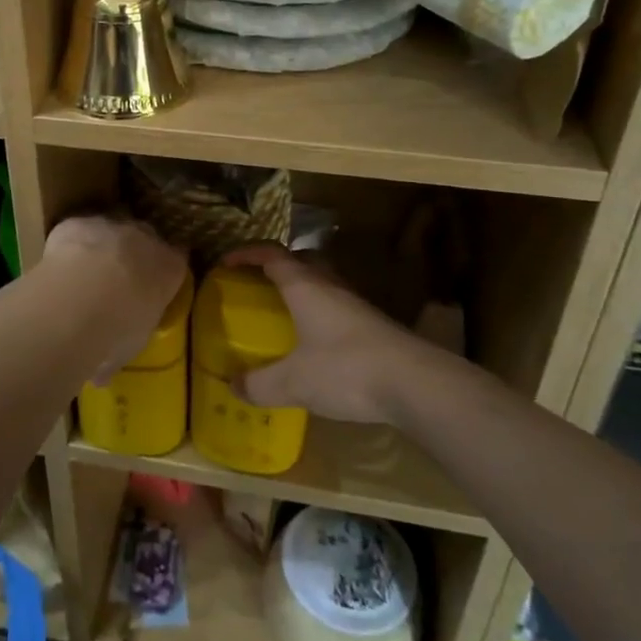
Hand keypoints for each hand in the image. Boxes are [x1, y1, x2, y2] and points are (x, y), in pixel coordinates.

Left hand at [42, 215, 186, 380]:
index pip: (176, 260)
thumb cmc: (120, 327)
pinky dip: (69, 243)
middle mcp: (146, 237)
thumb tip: (101, 374)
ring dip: (101, 245)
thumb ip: (118, 348)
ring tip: (83, 272)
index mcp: (169, 268)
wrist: (84, 294)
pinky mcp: (77, 222)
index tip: (152, 283)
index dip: (162, 270)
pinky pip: (76, 229)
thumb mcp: (129, 344)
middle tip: (115, 279)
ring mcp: (111, 224)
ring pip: (110, 228)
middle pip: (145, 237)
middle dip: (133, 253)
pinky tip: (57, 264)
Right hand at [224, 243, 434, 425]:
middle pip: (301, 261)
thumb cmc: (346, 369)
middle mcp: (330, 286)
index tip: (225, 262)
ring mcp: (356, 305)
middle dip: (276, 266)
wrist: (415, 383)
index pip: (271, 254)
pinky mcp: (373, 326)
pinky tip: (315, 343)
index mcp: (305, 286)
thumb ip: (260, 384)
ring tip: (283, 313)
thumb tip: (233, 386)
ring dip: (301, 290)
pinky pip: (337, 307)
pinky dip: (319, 314)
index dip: (246, 253)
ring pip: (322, 283)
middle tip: (256, 284)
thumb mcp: (294, 382)